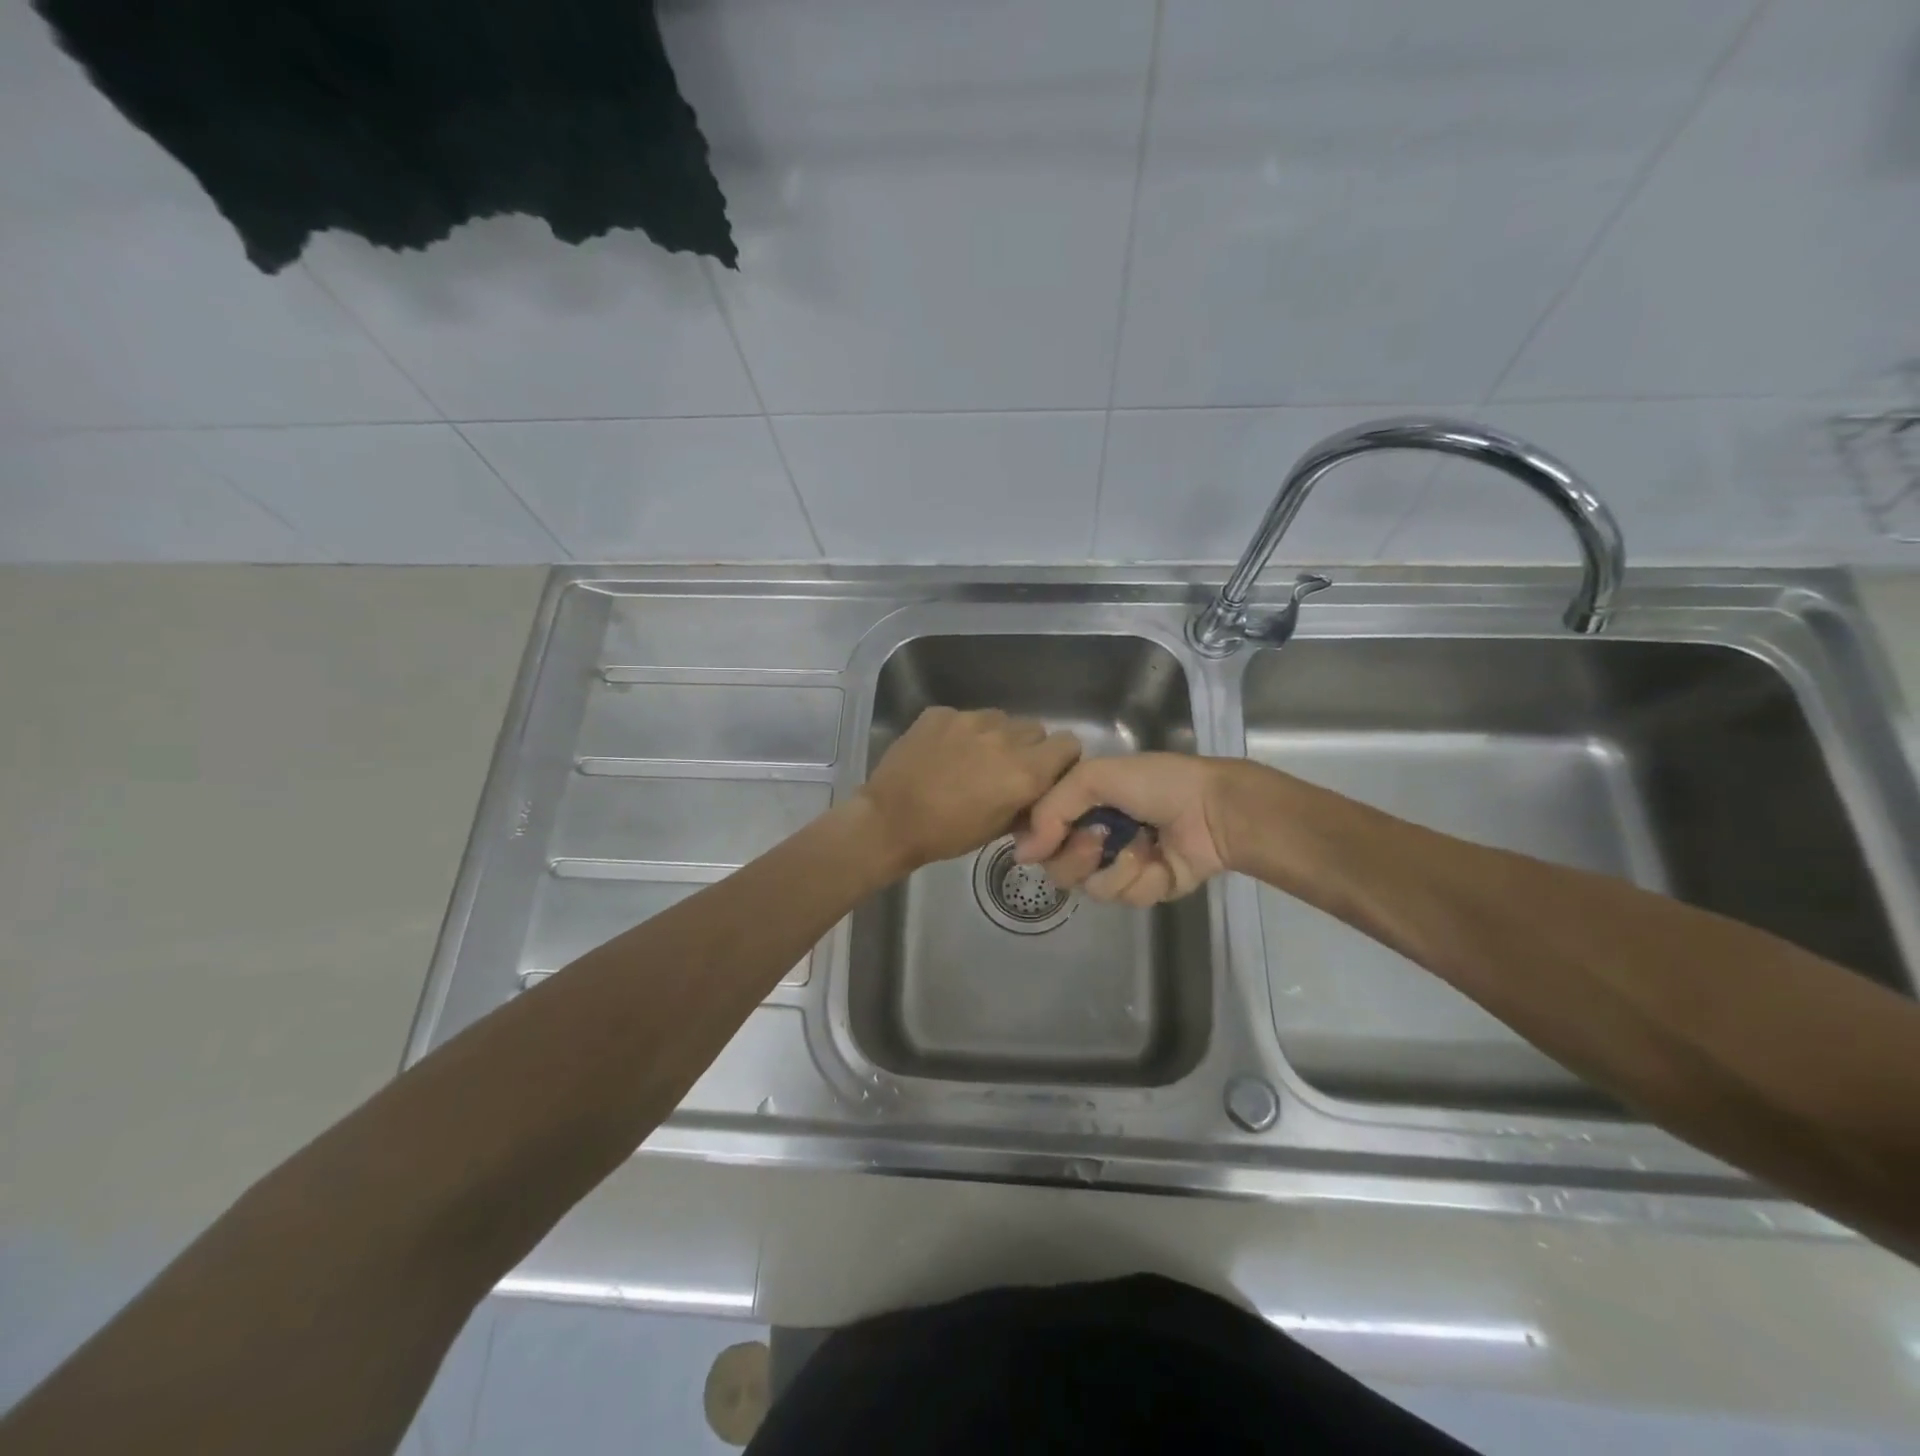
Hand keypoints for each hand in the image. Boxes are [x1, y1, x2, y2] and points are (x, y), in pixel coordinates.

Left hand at [858, 707, 1082, 872]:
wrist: (889, 820)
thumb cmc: (947, 834)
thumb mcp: (998, 829)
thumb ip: (1028, 804)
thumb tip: (1040, 792)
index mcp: (1025, 771)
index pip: (1069, 743)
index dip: (1061, 758)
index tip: (1047, 771)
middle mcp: (1004, 738)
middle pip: (1035, 729)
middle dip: (1028, 747)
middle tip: (1006, 769)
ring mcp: (970, 720)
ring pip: (1001, 718)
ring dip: (996, 736)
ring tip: (972, 759)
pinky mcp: (941, 713)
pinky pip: (966, 717)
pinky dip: (963, 732)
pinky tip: (943, 753)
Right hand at [1011, 753, 1239, 905]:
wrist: (1213, 810)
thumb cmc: (1156, 784)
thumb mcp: (1094, 777)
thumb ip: (1050, 810)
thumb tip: (1021, 855)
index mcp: (1081, 805)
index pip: (1040, 833)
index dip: (1039, 839)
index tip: (1047, 837)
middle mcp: (1094, 835)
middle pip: (1058, 866)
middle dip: (1076, 855)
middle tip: (1098, 839)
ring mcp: (1119, 864)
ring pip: (1089, 887)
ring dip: (1115, 868)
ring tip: (1140, 848)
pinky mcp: (1145, 889)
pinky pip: (1124, 897)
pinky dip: (1142, 880)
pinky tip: (1160, 861)